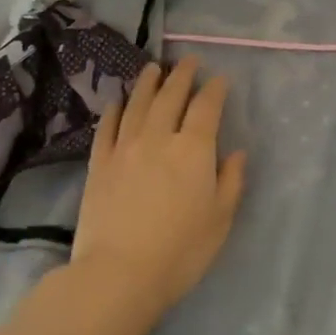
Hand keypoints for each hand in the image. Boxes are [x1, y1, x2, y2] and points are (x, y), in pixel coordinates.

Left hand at [70, 59, 247, 334]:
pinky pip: (107, 127)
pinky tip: (118, 102)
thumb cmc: (181, 251)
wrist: (118, 274)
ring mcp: (125, 148)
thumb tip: (236, 153)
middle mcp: (159, 138)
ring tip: (154, 67)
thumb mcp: (221, 219)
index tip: (219, 79)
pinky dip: (115, 110)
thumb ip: (231, 181)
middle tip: (188, 61)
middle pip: (171, 96)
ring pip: (138, 104)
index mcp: (194, 149)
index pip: (206, 107)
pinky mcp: (99, 164)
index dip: (214, 89)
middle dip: (182, 75)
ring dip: (148, 83)